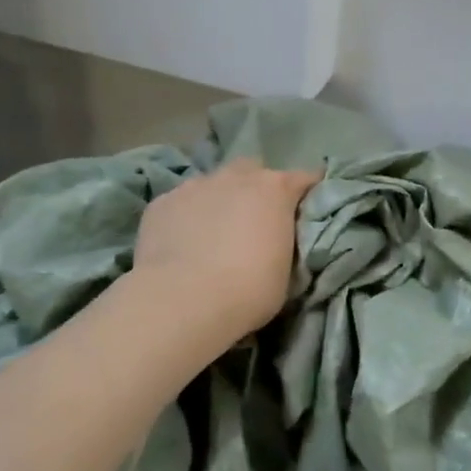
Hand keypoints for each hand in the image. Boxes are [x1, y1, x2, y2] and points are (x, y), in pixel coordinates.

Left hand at [134, 159, 321, 343]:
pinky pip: (180, 203)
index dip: (308, 192)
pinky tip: (181, 243)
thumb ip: (284, 243)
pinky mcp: (161, 202)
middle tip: (254, 219)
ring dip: (218, 200)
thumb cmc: (249, 290)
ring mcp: (194, 185)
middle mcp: (235, 177)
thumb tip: (276, 240)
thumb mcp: (286, 271)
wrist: (183, 300)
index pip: (304, 179)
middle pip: (253, 170)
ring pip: (213, 183)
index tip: (308, 208)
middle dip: (256, 188)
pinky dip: (186, 217)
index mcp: (275, 190)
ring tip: (213, 233)